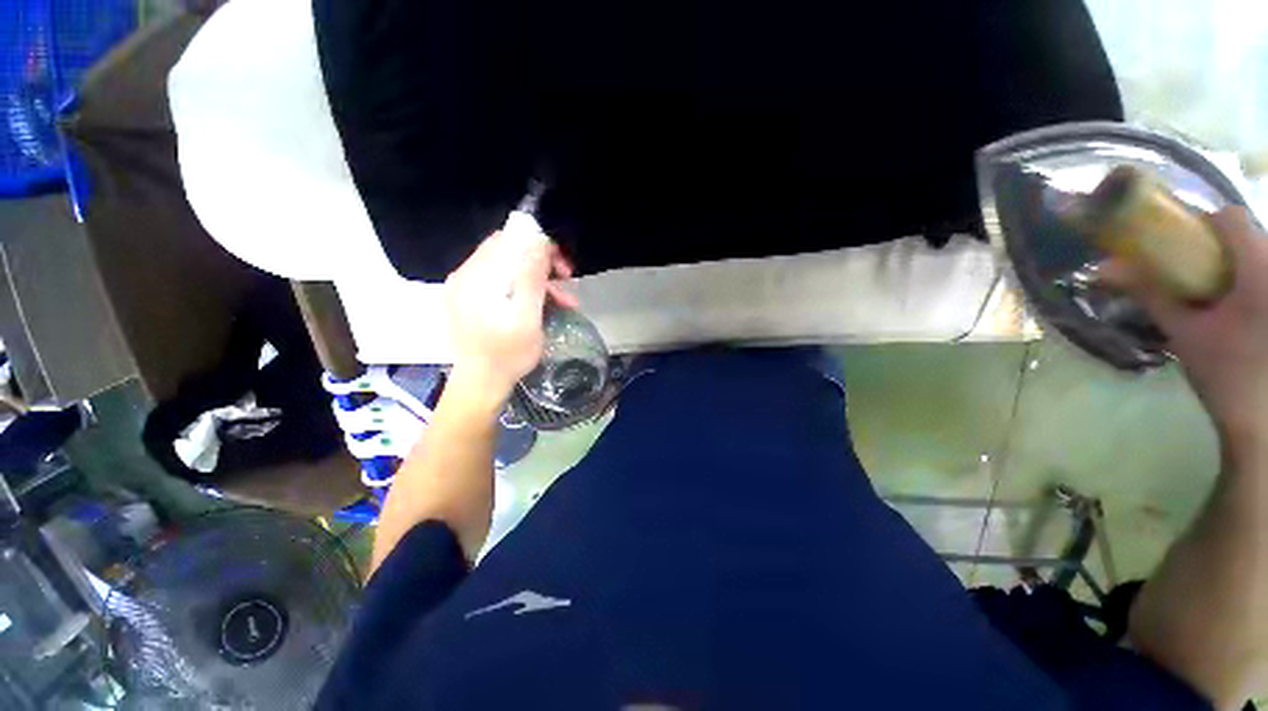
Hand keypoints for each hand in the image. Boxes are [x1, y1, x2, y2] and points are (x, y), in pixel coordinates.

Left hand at [444, 229, 576, 404]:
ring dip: (538, 282)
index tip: (561, 264)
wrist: (481, 385)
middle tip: (567, 280)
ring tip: (564, 302)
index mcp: (475, 276)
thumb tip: (538, 241)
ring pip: (508, 271)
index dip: (538, 245)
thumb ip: (531, 278)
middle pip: (508, 254)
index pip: (507, 241)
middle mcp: (465, 276)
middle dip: (542, 265)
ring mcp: (466, 290)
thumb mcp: (526, 317)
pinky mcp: (470, 303)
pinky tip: (543, 307)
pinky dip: (524, 292)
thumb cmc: (507, 354)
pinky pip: (501, 285)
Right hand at [1105, 207, 1267, 453]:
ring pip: (1261, 253)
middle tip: (1199, 278)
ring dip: (1237, 265)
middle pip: (1249, 234)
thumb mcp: (1184, 334)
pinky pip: (1266, 273)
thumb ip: (1152, 294)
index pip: (1231, 219)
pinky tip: (1244, 310)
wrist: (1264, 422)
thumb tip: (1105, 269)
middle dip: (1220, 249)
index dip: (1204, 225)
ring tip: (1222, 298)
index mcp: (1259, 275)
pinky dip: (1251, 281)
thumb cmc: (1225, 377)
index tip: (1184, 247)